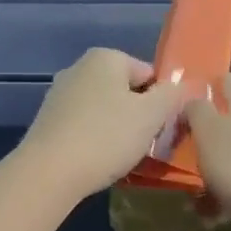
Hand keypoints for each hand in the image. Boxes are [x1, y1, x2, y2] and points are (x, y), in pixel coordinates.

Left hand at [18, 49, 185, 202]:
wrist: (49, 172)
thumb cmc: (106, 136)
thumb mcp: (151, 115)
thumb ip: (172, 95)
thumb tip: (183, 86)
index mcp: (105, 57)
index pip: (149, 74)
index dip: (162, 101)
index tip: (162, 127)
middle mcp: (78, 68)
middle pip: (125, 91)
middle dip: (139, 115)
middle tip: (146, 143)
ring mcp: (59, 94)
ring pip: (104, 109)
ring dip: (117, 129)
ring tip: (122, 155)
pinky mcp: (47, 121)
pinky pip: (84, 125)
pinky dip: (95, 139)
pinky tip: (98, 160)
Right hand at [182, 74, 230, 230]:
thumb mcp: (207, 132)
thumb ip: (196, 111)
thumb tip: (193, 101)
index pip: (226, 81)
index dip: (205, 86)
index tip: (181, 103)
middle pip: (229, 119)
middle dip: (204, 135)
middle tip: (180, 150)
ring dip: (212, 170)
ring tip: (192, 194)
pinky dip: (226, 193)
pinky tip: (211, 214)